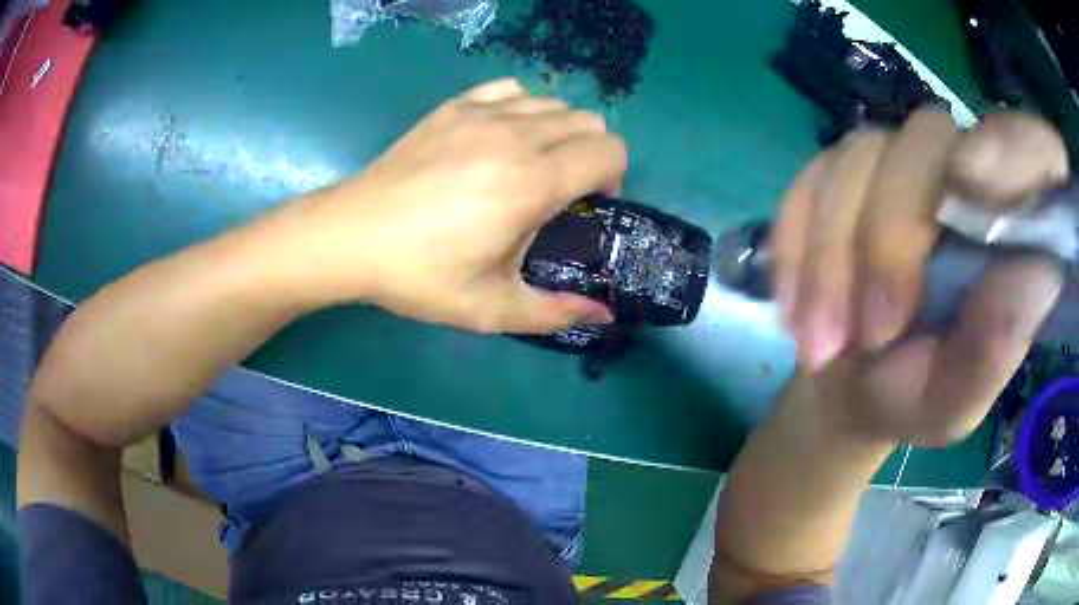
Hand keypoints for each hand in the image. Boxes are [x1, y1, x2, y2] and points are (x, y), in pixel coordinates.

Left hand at [268, 79, 622, 332]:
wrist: (351, 236)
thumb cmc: (420, 274)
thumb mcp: (491, 308)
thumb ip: (555, 312)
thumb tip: (603, 314)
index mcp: (533, 181)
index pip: (609, 150)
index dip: (613, 177)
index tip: (588, 205)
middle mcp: (517, 135)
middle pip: (588, 121)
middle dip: (591, 154)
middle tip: (563, 189)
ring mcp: (482, 114)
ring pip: (553, 101)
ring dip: (559, 130)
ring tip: (532, 163)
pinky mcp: (453, 107)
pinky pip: (510, 90)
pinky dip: (522, 107)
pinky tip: (501, 135)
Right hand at [774, 109, 1068, 444]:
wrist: (847, 390)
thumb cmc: (913, 399)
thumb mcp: (956, 401)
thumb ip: (995, 348)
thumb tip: (1038, 271)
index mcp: (1012, 230)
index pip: (1037, 148)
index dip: (1015, 146)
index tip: (974, 181)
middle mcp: (962, 176)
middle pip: (930, 141)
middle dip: (892, 235)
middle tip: (872, 332)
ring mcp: (899, 165)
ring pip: (861, 157)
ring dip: (833, 255)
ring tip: (822, 343)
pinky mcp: (843, 175)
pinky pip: (811, 180)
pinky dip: (797, 246)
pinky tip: (797, 306)